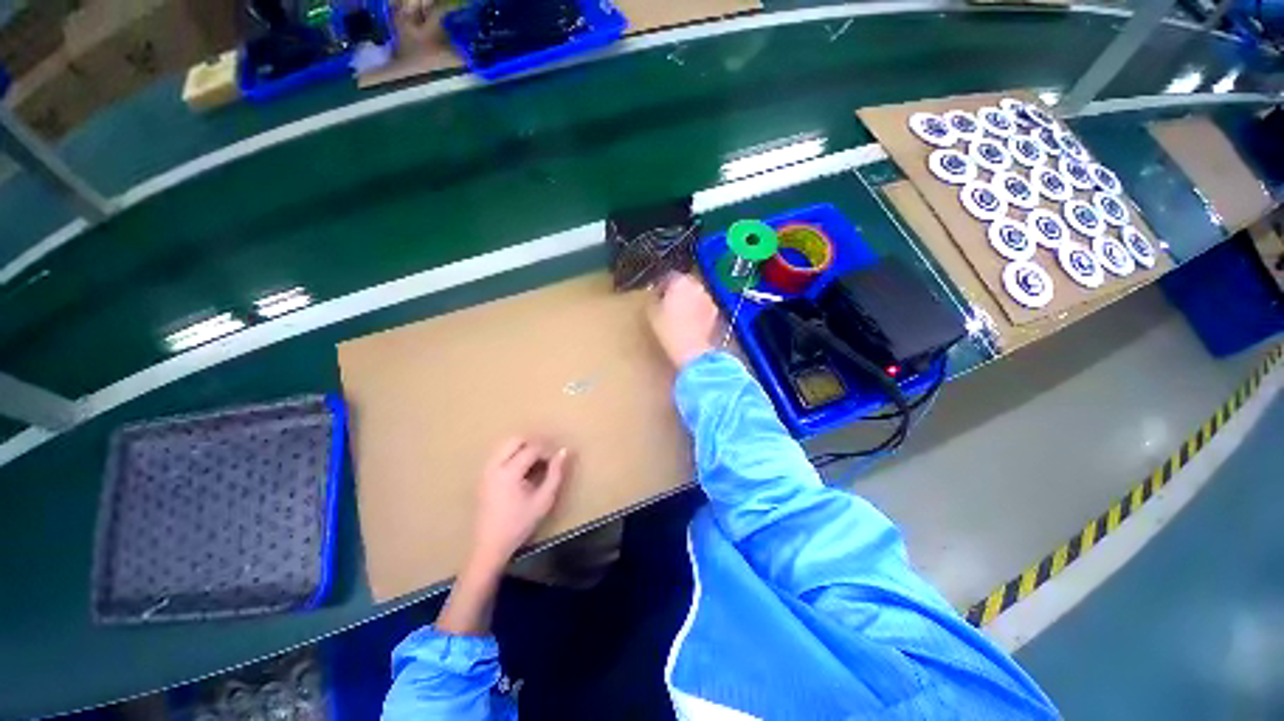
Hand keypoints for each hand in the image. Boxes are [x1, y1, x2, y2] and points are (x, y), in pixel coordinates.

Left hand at [472, 437, 571, 568]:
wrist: (490, 546)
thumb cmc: (519, 524)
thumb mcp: (543, 500)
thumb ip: (555, 474)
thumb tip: (563, 452)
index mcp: (508, 472)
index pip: (532, 449)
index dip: (548, 452)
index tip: (557, 463)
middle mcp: (494, 466)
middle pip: (515, 439)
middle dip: (533, 444)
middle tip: (545, 459)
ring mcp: (486, 470)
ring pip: (506, 445)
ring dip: (523, 449)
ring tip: (535, 465)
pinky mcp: (483, 476)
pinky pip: (500, 455)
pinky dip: (513, 456)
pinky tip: (522, 472)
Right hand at [648, 273, 719, 368]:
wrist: (692, 350)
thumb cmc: (669, 329)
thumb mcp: (652, 312)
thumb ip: (654, 298)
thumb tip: (656, 295)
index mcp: (680, 282)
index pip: (669, 276)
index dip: (661, 285)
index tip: (656, 294)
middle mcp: (697, 286)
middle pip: (685, 284)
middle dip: (676, 291)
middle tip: (667, 303)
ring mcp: (708, 299)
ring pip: (695, 295)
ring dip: (688, 300)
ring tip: (679, 314)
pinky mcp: (715, 313)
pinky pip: (703, 307)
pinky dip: (697, 311)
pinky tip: (690, 323)